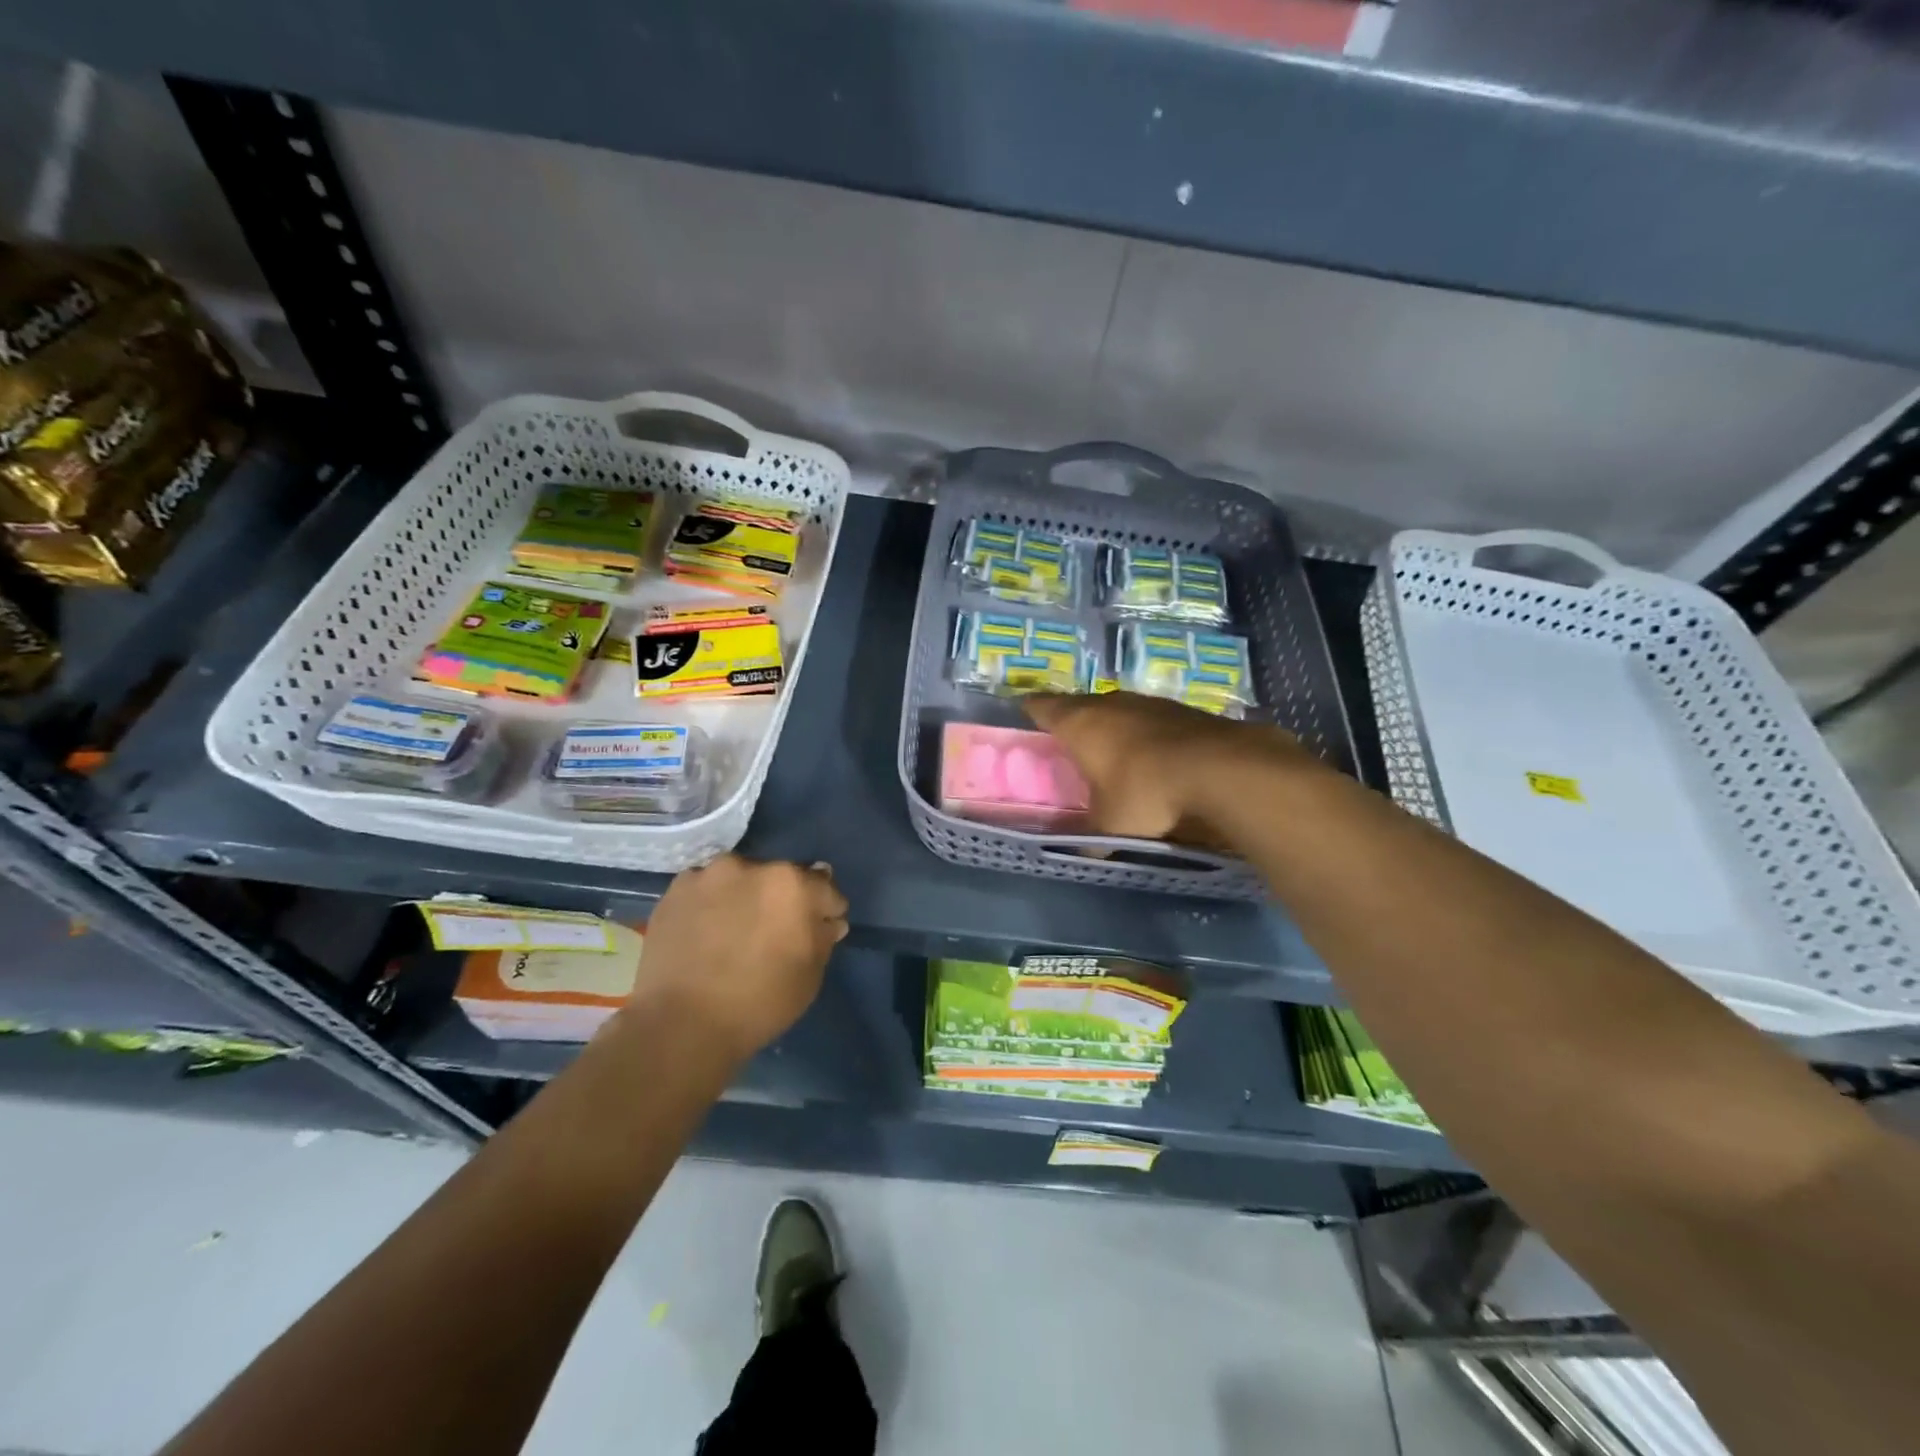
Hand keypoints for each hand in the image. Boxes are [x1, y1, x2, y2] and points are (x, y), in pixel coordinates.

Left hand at [631, 855, 848, 1061]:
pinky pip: (706, 889)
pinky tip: (706, 932)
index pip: (824, 888)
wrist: (681, 1026)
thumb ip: (823, 938)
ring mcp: (709, 874)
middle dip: (783, 900)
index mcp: (793, 884)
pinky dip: (711, 904)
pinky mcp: (676, 889)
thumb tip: (827, 921)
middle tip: (773, 932)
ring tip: (735, 931)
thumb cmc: (759, 1003)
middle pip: (780, 878)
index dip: (825, 911)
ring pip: (740, 879)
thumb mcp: (810, 976)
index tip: (819, 930)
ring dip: (745, 896)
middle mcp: (752, 866)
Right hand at [1024, 691, 1307, 841]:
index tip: (1023, 717)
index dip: (1030, 710)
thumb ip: (1091, 838)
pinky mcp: (1184, 709)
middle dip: (1073, 721)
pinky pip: (1153, 719)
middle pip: (1080, 705)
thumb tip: (1083, 854)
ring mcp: (1150, 702)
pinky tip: (1155, 756)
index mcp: (1080, 723)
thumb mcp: (1110, 825)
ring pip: (1119, 709)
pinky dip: (1147, 734)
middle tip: (1067, 743)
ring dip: (1113, 726)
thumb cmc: (1145, 792)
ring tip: (1112, 750)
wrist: (1222, 769)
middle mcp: (1110, 702)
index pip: (1042, 706)